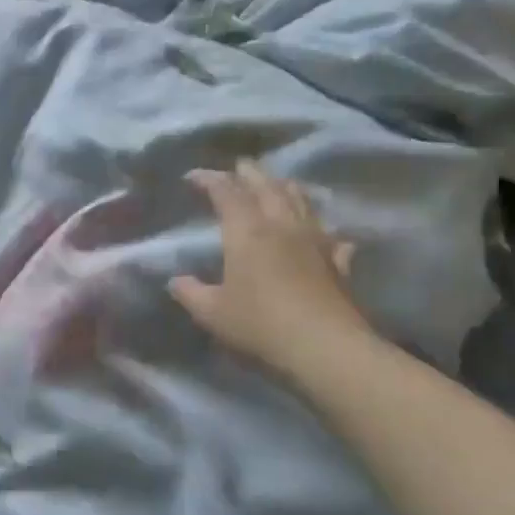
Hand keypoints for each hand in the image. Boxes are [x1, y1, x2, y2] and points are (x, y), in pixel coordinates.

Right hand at [170, 162, 373, 378]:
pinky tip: (324, 234)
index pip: (226, 192)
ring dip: (285, 187)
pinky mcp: (338, 262)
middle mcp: (282, 225)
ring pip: (301, 200)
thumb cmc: (259, 324)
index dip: (209, 179)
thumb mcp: (211, 312)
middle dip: (250, 173)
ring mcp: (315, 241)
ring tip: (277, 184)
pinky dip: (322, 229)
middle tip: (238, 167)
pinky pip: (331, 235)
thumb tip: (177, 281)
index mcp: (247, 232)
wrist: (324, 348)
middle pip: (267, 186)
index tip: (193, 176)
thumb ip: (190, 292)